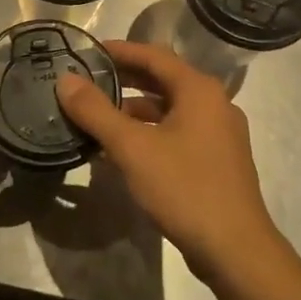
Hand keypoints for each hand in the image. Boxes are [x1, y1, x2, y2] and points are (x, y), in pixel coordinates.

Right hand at [56, 41, 284, 281]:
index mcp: (199, 90)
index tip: (87, 52)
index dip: (120, 50)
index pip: (154, 55)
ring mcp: (220, 133)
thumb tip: (65, 79)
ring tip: (98, 117)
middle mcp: (215, 103)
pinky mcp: (218, 160)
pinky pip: (179, 132)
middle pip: (164, 80)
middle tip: (88, 81)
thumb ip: (96, 111)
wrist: (235, 248)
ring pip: (171, 109)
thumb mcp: (132, 147)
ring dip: (136, 109)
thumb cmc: (184, 188)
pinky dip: (151, 132)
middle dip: (125, 79)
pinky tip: (125, 150)